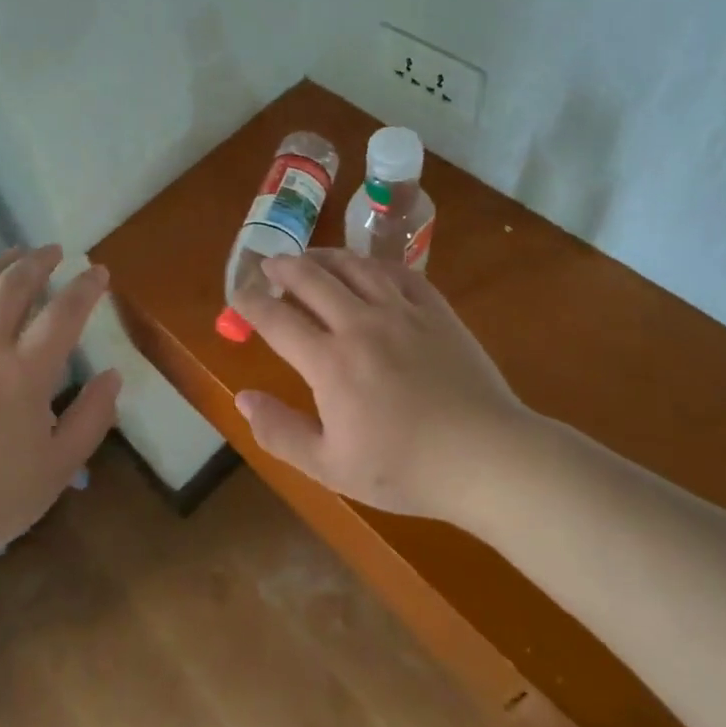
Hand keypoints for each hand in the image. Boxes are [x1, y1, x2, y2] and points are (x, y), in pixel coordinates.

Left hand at [0, 245, 118, 583]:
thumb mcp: (57, 468)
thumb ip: (91, 417)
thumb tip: (112, 375)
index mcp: (24, 372)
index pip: (64, 312)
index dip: (86, 287)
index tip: (99, 273)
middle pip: (13, 286)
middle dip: (38, 262)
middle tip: (54, 252)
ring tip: (12, 256)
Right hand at [233, 249, 530, 519]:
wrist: (487, 458)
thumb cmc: (404, 469)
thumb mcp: (330, 467)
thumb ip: (281, 431)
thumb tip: (243, 398)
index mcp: (330, 362)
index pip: (277, 319)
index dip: (250, 303)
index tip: (238, 295)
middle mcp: (360, 324)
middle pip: (311, 278)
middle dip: (282, 267)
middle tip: (269, 265)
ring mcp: (402, 312)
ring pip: (354, 266)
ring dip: (324, 256)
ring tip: (310, 257)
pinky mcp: (436, 310)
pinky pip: (398, 272)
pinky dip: (373, 264)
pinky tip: (367, 267)